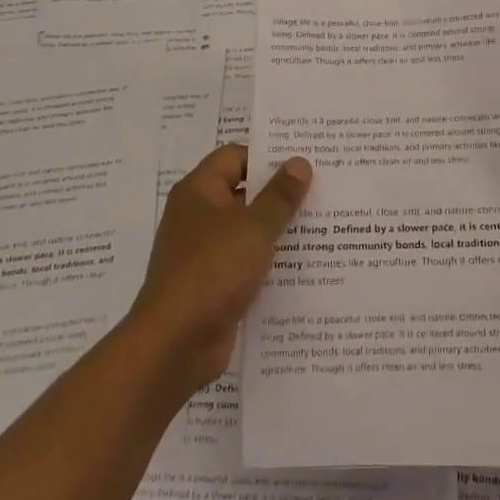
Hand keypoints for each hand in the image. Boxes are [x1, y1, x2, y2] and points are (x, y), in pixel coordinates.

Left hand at [127, 145, 311, 393]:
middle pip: (244, 192)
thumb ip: (280, 195)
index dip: (269, 155)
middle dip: (281, 193)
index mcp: (199, 191)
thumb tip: (299, 162)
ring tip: (324, 225)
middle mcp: (198, 216)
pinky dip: (270, 262)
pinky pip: (246, 262)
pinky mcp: (213, 284)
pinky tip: (305, 265)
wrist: (174, 344)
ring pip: (248, 230)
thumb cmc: (212, 270)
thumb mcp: (254, 228)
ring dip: (279, 230)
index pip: (236, 156)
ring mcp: (204, 252)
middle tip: (324, 188)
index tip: (306, 159)